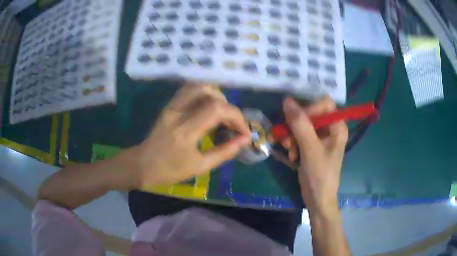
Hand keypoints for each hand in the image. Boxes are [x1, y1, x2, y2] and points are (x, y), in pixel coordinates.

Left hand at [133, 84, 250, 188]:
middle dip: (227, 106)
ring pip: (197, 87)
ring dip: (215, 96)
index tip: (243, 132)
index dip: (236, 117)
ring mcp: (171, 106)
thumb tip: (245, 140)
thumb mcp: (200, 166)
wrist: (142, 165)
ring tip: (221, 114)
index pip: (217, 109)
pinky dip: (203, 95)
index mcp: (186, 130)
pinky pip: (188, 91)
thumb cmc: (170, 171)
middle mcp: (178, 112)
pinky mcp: (168, 106)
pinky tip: (207, 109)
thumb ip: (225, 152)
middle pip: (208, 92)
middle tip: (231, 123)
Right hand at [282, 96, 347, 214]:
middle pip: (311, 113)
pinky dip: (293, 142)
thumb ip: (300, 124)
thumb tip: (287, 100)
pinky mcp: (312, 145)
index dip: (309, 108)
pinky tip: (291, 154)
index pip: (324, 103)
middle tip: (286, 137)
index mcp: (337, 126)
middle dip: (296, 125)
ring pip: (302, 124)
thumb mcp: (310, 149)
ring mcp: (321, 137)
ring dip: (291, 135)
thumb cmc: (319, 175)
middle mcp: (330, 128)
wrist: (317, 199)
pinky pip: (299, 135)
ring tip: (288, 148)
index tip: (296, 121)